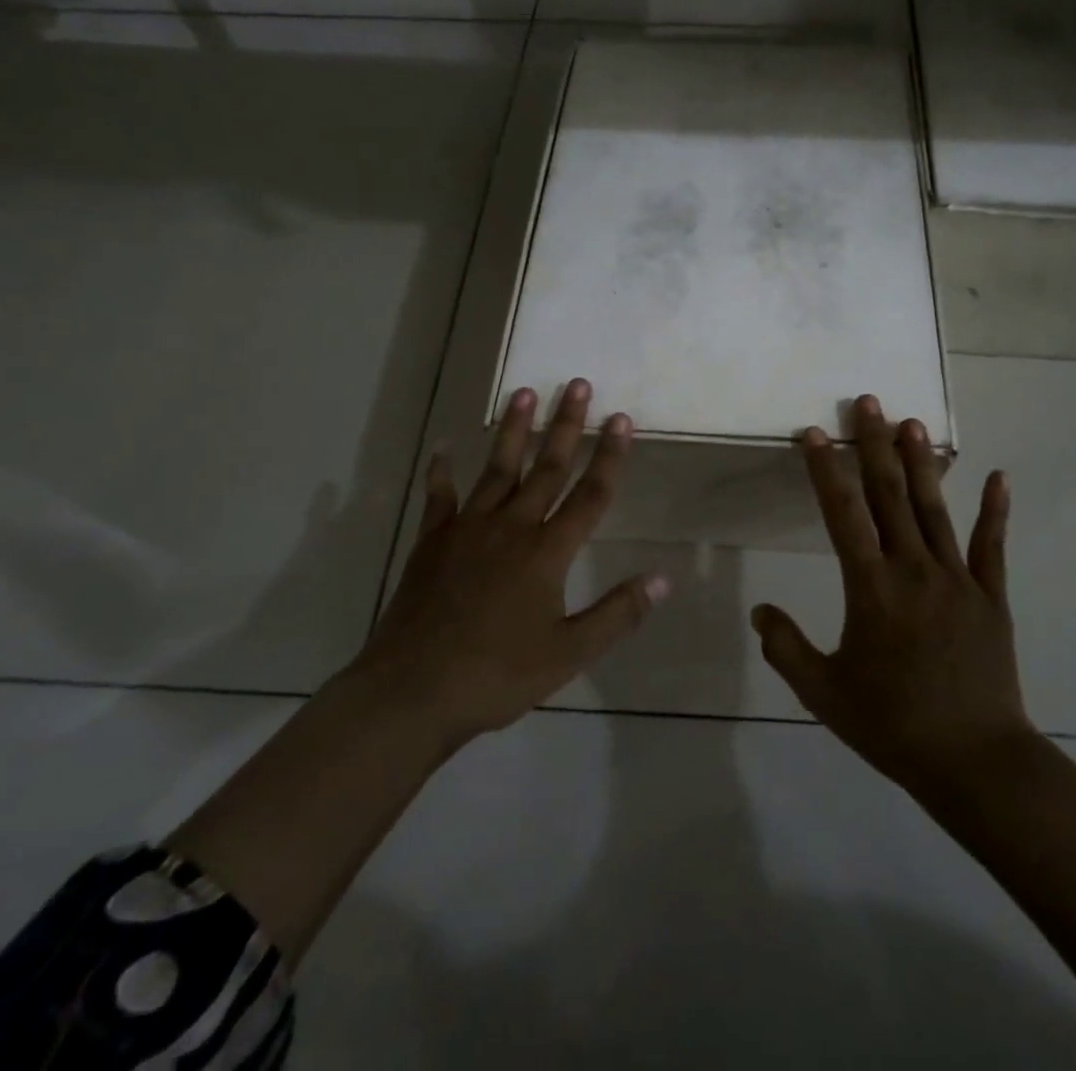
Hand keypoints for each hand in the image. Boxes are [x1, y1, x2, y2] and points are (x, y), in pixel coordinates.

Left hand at [354, 378, 669, 747]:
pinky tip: (442, 450)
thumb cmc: (497, 674)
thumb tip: (663, 579)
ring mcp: (467, 530)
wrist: (413, 691)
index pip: (589, 495)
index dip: (609, 456)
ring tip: (524, 393)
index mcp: (547, 552)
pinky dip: (441, 473)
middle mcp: (511, 527)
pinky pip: (440, 498)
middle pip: (546, 468)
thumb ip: (617, 613)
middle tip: (576, 384)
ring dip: (514, 431)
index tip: (621, 418)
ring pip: (498, 470)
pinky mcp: (432, 542)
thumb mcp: (569, 652)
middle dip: (566, 425)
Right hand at [751, 394, 1031, 796]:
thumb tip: (758, 610)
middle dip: (874, 445)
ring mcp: (957, 579)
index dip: (824, 470)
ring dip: (921, 463)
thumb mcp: (823, 693)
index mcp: (871, 588)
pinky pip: (992, 546)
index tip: (813, 433)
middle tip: (868, 402)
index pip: (842, 514)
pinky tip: (997, 475)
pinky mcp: (991, 597)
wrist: (975, 761)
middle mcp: (913, 570)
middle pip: (889, 495)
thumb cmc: (892, 725)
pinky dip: (995, 509)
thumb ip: (786, 647)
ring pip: (934, 509)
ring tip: (912, 423)